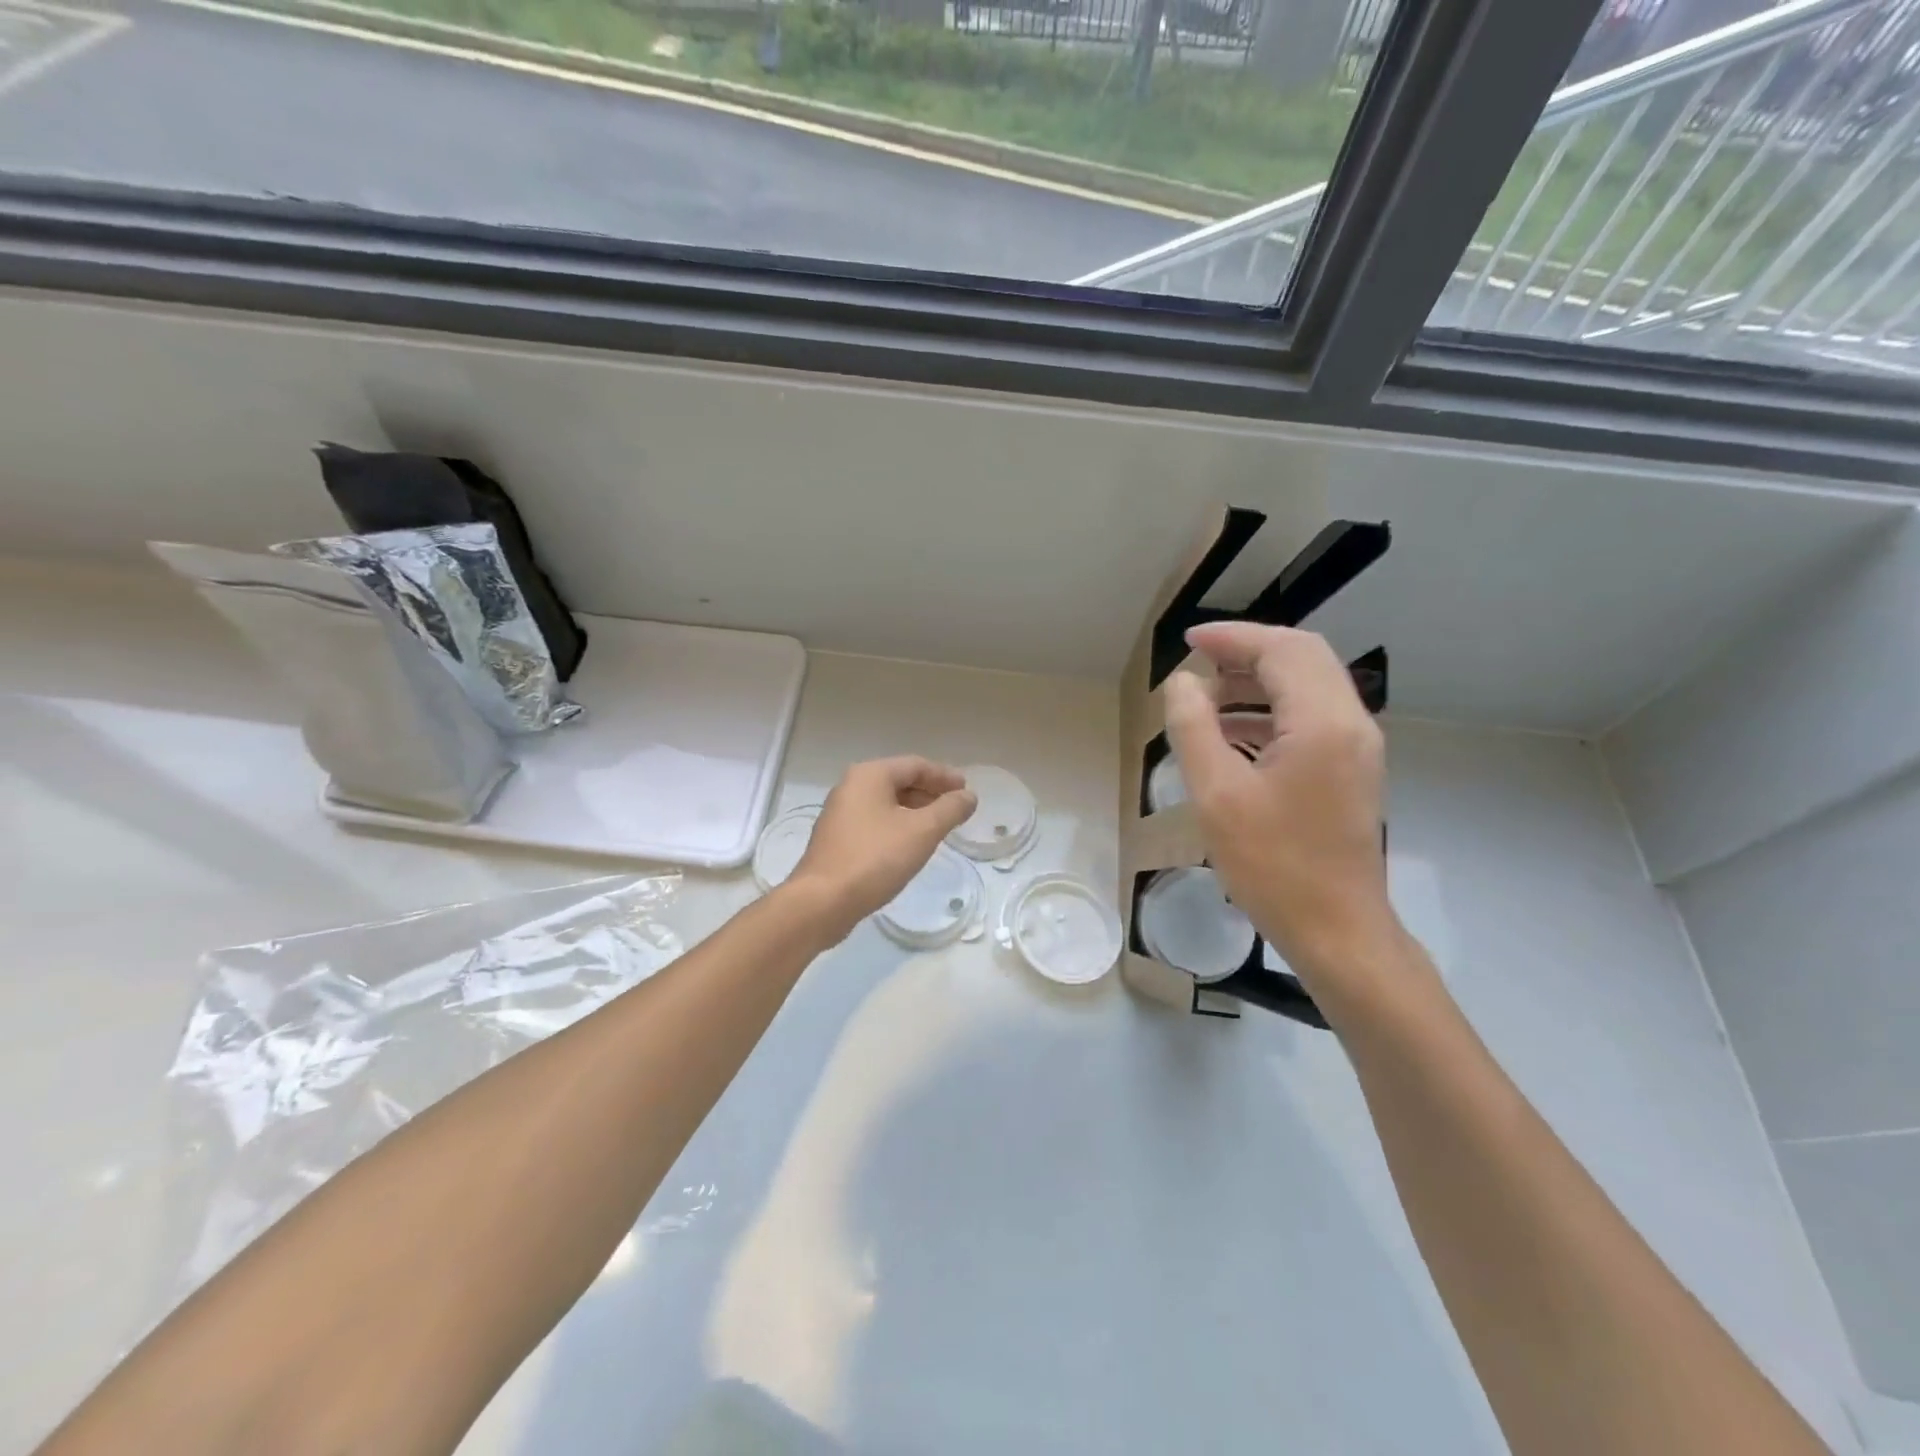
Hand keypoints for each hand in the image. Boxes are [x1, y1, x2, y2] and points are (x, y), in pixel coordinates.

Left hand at [787, 757, 977, 943]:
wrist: (823, 902)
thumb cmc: (875, 858)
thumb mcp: (922, 832)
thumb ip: (950, 809)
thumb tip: (968, 796)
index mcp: (870, 775)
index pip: (916, 765)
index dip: (945, 776)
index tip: (967, 791)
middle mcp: (851, 787)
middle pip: (899, 781)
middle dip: (930, 793)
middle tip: (956, 809)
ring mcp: (840, 813)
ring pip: (887, 803)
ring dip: (915, 811)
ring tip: (939, 828)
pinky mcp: (837, 839)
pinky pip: (875, 822)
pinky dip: (897, 826)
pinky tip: (910, 845)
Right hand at [1162, 623, 1397, 982]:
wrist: (1338, 931)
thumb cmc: (1273, 865)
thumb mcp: (1217, 795)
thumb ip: (1194, 728)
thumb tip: (1183, 684)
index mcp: (1323, 722)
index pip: (1282, 649)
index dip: (1233, 637)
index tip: (1188, 643)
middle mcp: (1352, 723)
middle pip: (1303, 657)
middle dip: (1249, 650)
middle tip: (1199, 661)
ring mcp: (1358, 748)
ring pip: (1310, 685)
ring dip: (1261, 678)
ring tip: (1208, 694)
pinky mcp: (1353, 770)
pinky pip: (1313, 716)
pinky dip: (1273, 708)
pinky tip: (1234, 732)